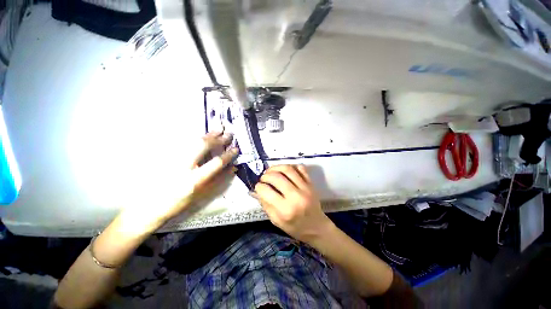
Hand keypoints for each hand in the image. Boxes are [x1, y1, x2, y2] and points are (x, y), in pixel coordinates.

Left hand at [119, 131, 238, 232]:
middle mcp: (183, 166)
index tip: (236, 149)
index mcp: (194, 180)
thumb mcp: (201, 195)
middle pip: (202, 146)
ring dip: (207, 135)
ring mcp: (173, 159)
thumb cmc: (178, 204)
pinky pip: (184, 143)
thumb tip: (232, 168)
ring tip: (218, 129)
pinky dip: (196, 138)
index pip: (215, 163)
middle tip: (228, 133)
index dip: (228, 155)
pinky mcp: (166, 156)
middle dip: (218, 139)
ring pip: (192, 142)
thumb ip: (218, 180)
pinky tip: (203, 135)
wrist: (148, 207)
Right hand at [254, 165, 333, 243]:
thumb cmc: (295, 227)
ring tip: (270, 171)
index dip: (259, 187)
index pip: (266, 191)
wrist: (317, 227)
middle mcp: (296, 196)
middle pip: (276, 177)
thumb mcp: (276, 221)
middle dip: (265, 176)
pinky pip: (300, 168)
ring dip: (276, 167)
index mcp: (285, 210)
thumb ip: (265, 204)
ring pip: (288, 169)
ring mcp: (305, 188)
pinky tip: (284, 171)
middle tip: (263, 178)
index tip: (258, 187)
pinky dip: (290, 166)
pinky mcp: (311, 183)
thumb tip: (255, 191)